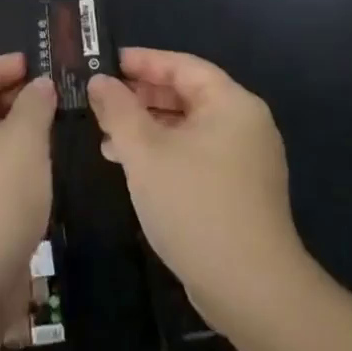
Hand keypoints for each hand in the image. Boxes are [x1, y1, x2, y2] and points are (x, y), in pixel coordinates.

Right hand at [87, 48, 305, 325]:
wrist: (251, 289)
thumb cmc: (194, 205)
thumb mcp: (145, 152)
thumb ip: (118, 110)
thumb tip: (100, 81)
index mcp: (231, 103)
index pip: (182, 65)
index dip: (142, 61)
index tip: (105, 62)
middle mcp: (245, 124)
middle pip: (187, 94)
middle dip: (141, 97)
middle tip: (101, 100)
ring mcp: (247, 160)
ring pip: (189, 128)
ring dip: (148, 128)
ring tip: (107, 138)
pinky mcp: (241, 191)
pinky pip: (197, 155)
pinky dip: (165, 153)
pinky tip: (134, 168)